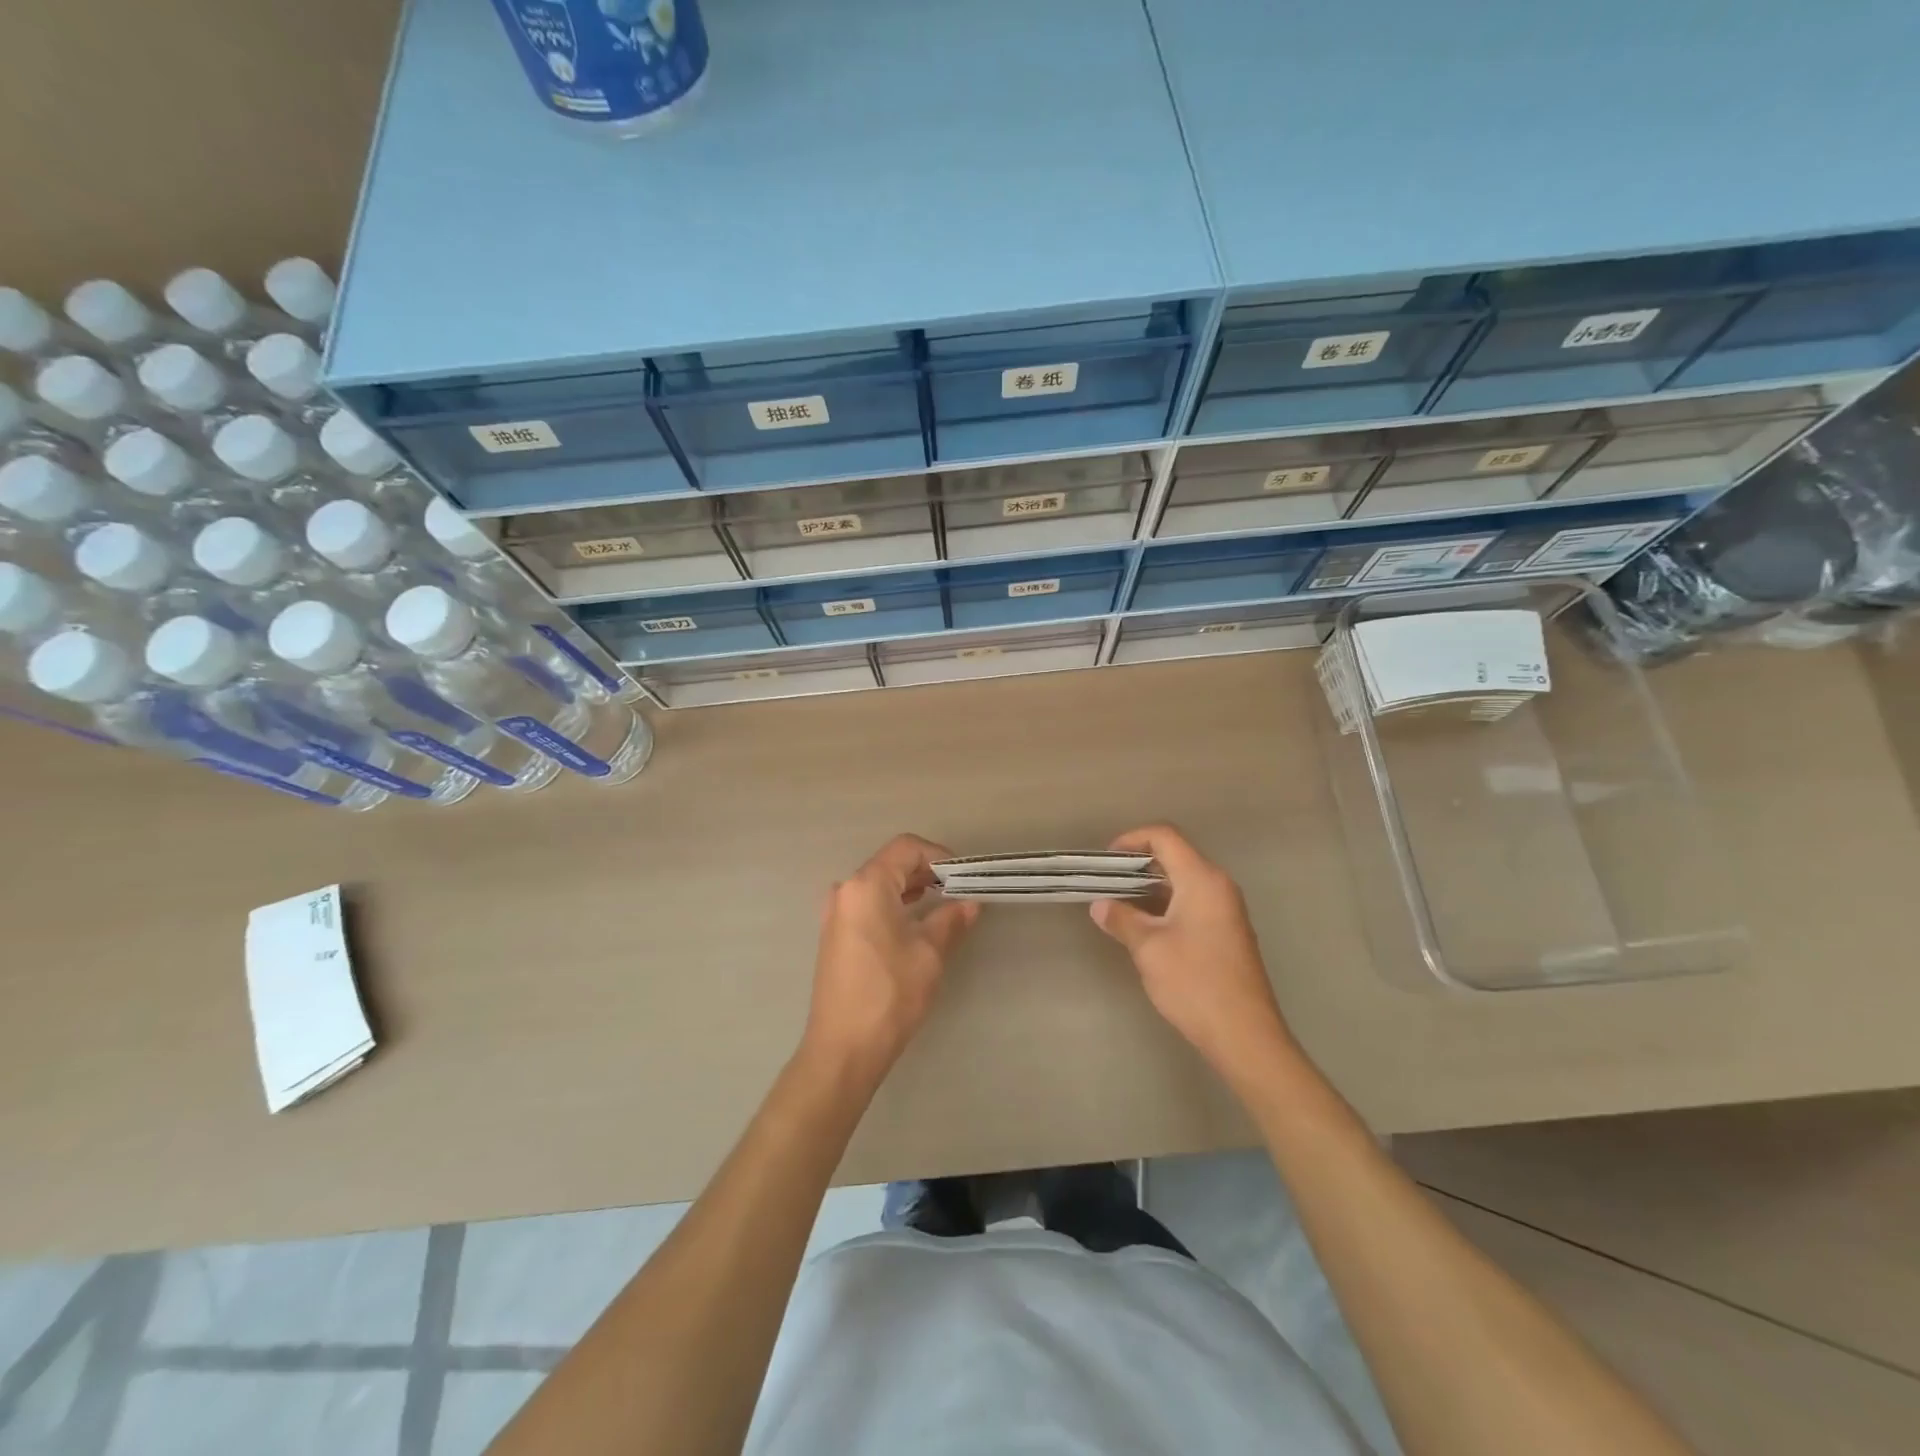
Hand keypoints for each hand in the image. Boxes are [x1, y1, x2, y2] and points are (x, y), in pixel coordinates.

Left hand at [802, 834, 979, 1083]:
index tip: (964, 877)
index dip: (939, 856)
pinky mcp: (835, 935)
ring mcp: (836, 913)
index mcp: (867, 885)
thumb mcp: (929, 954)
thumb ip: (951, 920)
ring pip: (879, 885)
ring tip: (943, 906)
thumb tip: (970, 904)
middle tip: (959, 892)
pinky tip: (915, 925)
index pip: (906, 848)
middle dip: (927, 872)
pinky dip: (893, 905)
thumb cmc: (890, 994)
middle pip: (891, 863)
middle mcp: (846, 891)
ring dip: (911, 889)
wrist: (843, 1049)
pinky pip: (868, 905)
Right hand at [1090, 825, 1296, 1084]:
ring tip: (1118, 906)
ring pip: (1183, 882)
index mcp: (1202, 880)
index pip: (1165, 837)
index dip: (1132, 839)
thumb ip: (1122, 919)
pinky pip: (1192, 902)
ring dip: (1150, 888)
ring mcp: (1226, 910)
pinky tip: (1145, 929)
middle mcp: (1219, 886)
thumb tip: (1101, 906)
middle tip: (1106, 883)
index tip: (1106, 860)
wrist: (1245, 1035)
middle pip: (1175, 856)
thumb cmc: (1194, 983)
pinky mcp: (1227, 932)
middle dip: (1138, 865)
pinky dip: (1166, 905)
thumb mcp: (1149, 948)